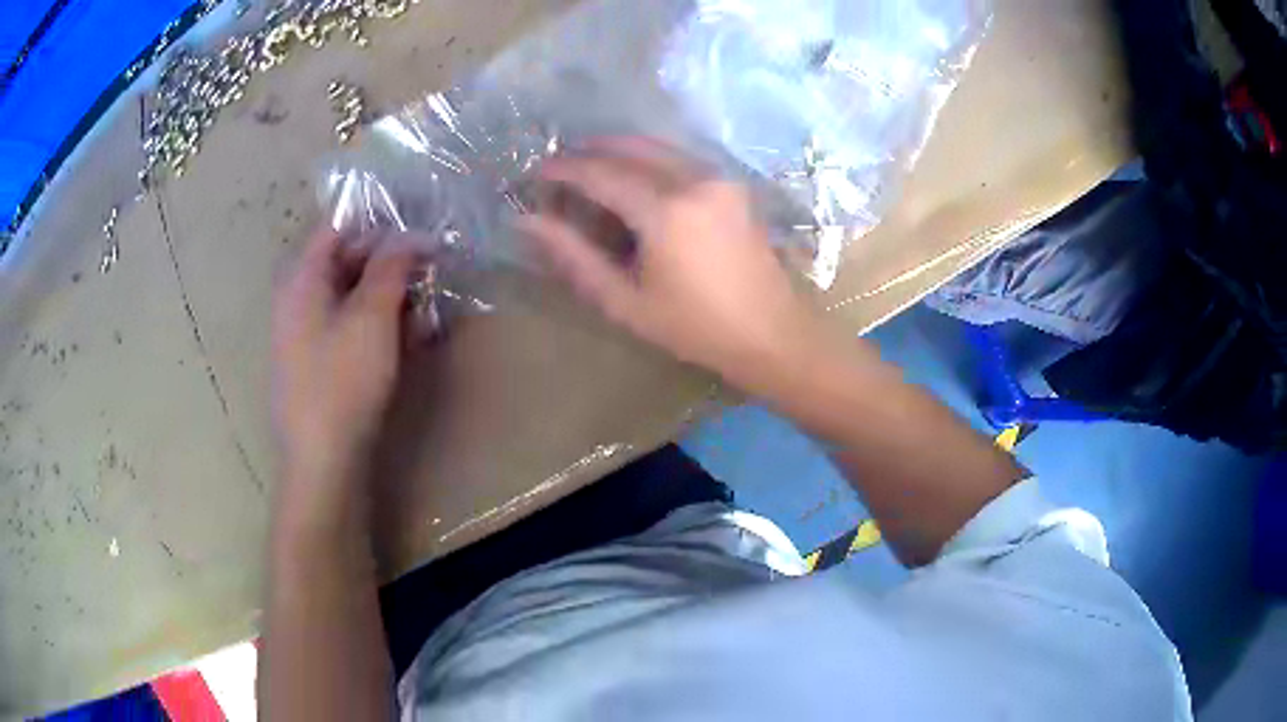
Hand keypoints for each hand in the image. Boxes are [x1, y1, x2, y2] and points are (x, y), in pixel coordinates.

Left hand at [271, 229, 420, 490]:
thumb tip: (412, 234)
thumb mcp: (371, 317)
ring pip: (356, 297)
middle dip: (392, 261)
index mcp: (302, 280)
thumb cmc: (342, 382)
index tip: (419, 221)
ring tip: (432, 304)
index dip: (378, 220)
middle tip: (434, 266)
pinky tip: (416, 336)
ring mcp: (311, 335)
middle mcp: (301, 301)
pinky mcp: (325, 364)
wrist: (325, 462)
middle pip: (348, 262)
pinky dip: (384, 325)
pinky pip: (355, 329)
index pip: (337, 227)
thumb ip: (391, 267)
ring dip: (394, 295)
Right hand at [520, 137, 822, 395]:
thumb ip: (574, 256)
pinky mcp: (734, 186)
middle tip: (561, 167)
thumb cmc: (695, 328)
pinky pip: (682, 158)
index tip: (537, 172)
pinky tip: (636, 178)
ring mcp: (720, 179)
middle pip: (630, 148)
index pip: (601, 174)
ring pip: (659, 147)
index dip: (564, 170)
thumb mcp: (625, 301)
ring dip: (621, 151)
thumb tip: (528, 222)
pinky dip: (651, 159)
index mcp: (666, 211)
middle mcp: (694, 180)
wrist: (771, 334)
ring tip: (592, 168)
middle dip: (590, 152)